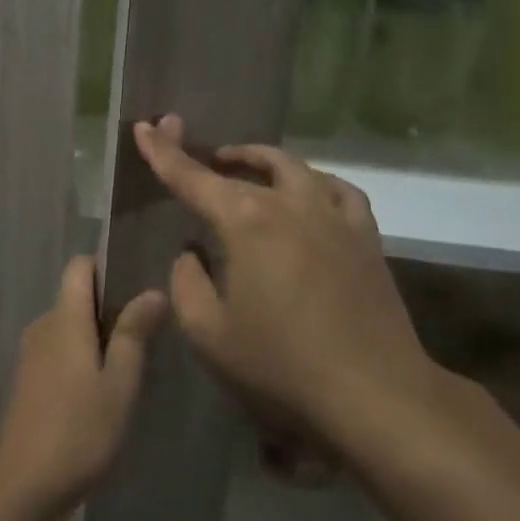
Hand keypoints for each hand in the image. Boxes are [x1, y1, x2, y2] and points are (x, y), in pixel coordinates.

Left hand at [0, 256, 166, 520]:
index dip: (108, 267)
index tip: (139, 284)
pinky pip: (59, 352)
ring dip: (98, 338)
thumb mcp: (119, 385)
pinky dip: (81, 359)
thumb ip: (134, 334)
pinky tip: (102, 392)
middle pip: (77, 297)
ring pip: (69, 328)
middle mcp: (43, 327)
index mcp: (64, 319)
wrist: (19, 488)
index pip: (80, 267)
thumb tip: (153, 291)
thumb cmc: (78, 433)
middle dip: (110, 308)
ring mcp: (30, 355)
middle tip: (148, 335)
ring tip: (131, 366)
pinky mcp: (27, 382)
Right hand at [132, 114, 439, 446]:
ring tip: (246, 168)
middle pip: (248, 164)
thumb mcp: (209, 333)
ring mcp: (333, 216)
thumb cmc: (281, 365)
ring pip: (294, 168)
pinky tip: (309, 194)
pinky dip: (315, 183)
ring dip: (263, 162)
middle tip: (199, 159)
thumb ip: (187, 284)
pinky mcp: (365, 236)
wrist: (375, 393)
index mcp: (246, 221)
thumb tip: (192, 254)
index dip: (163, 152)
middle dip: (216, 156)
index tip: (144, 127)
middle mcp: (290, 204)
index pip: (192, 177)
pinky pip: (338, 191)